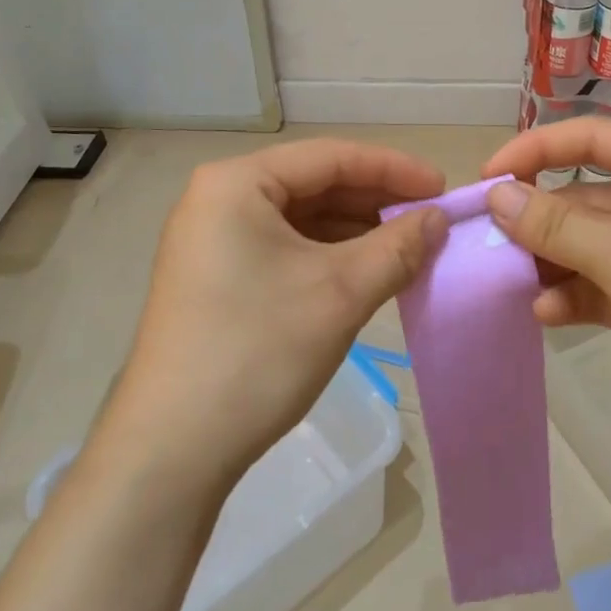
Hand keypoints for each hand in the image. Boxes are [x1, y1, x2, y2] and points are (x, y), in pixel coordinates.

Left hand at [92, 140, 446, 499]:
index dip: (392, 169)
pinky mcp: (213, 275)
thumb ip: (397, 247)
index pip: (329, 157)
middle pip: (313, 184)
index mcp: (237, 182)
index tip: (441, 188)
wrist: (169, 453)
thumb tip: (438, 219)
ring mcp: (211, 238)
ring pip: (299, 218)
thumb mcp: (340, 293)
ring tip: (406, 246)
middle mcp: (218, 198)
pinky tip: (364, 270)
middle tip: (428, 220)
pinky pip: (282, 246)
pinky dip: (326, 255)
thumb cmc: (257, 353)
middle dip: (374, 201)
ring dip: (354, 230)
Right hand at [482, 118, 610, 470]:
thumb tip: (495, 195)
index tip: (486, 178)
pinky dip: (576, 293)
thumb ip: (555, 224)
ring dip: (553, 259)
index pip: (594, 138)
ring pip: (593, 241)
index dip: (535, 151)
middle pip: (589, 193)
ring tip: (511, 280)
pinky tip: (546, 313)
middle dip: (540, 218)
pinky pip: (606, 281)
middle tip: (488, 239)